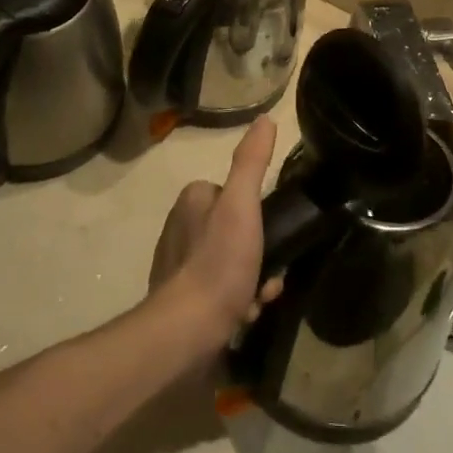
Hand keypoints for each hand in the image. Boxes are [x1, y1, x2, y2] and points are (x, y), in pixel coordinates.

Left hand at [148, 117, 282, 345]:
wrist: (186, 333)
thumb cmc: (217, 263)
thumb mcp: (242, 206)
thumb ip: (252, 163)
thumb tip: (265, 119)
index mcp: (192, 201)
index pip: (234, 193)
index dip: (258, 213)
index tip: (273, 234)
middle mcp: (180, 228)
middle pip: (237, 230)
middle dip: (260, 253)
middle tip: (270, 274)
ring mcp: (178, 266)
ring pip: (232, 262)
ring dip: (253, 280)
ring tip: (258, 299)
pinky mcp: (181, 300)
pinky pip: (221, 291)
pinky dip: (238, 302)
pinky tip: (244, 316)